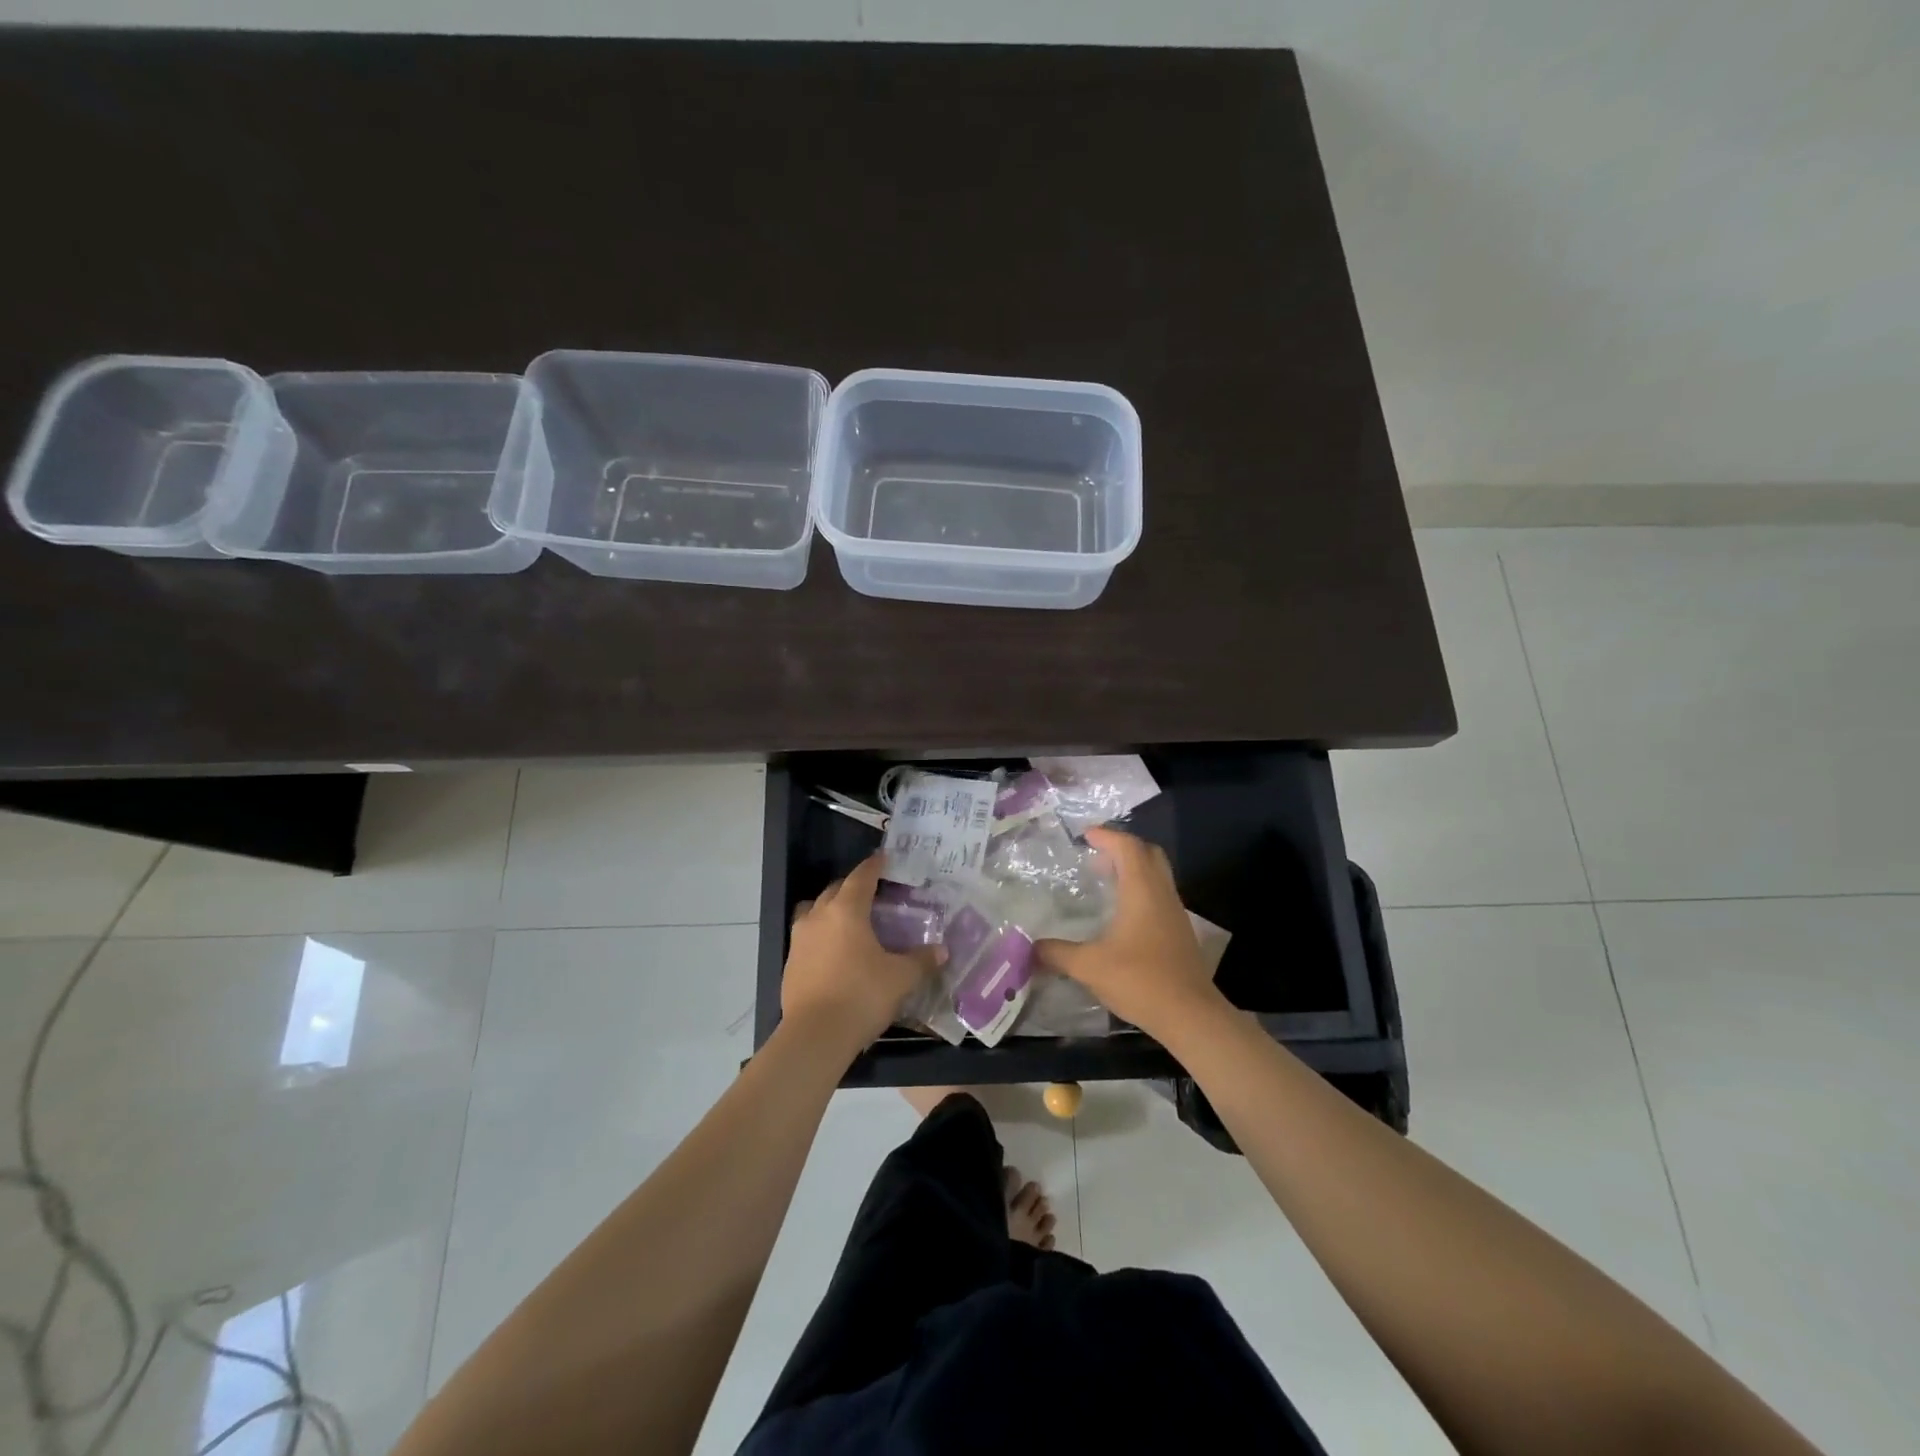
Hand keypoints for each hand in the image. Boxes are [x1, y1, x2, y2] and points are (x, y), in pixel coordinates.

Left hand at [782, 855, 944, 1056]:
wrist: (815, 1036)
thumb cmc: (862, 996)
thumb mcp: (900, 978)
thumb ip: (921, 960)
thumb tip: (942, 950)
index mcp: (847, 910)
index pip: (861, 877)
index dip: (874, 866)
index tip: (883, 857)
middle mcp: (819, 917)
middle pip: (835, 890)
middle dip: (853, 887)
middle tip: (872, 893)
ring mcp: (800, 940)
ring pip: (814, 911)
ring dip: (830, 909)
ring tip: (848, 920)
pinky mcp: (790, 963)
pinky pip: (807, 937)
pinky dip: (821, 936)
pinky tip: (834, 952)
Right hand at [1036, 827, 1220, 1035]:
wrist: (1190, 1015)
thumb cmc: (1140, 980)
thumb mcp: (1089, 966)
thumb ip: (1057, 953)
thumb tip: (1028, 948)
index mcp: (1142, 890)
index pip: (1127, 847)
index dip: (1106, 836)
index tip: (1085, 836)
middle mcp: (1162, 894)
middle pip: (1148, 854)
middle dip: (1122, 847)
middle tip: (1096, 855)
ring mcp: (1175, 913)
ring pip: (1157, 875)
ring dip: (1133, 869)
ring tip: (1104, 881)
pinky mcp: (1179, 932)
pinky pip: (1159, 895)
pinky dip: (1140, 890)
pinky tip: (1121, 914)